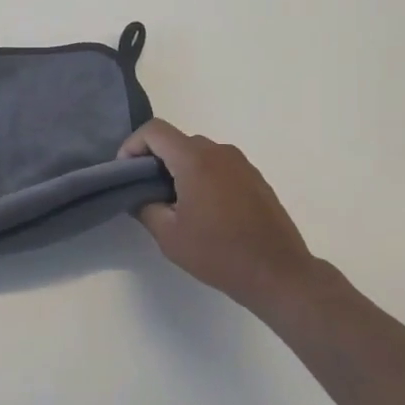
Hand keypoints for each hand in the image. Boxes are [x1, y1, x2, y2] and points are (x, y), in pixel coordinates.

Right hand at [119, 120, 339, 314]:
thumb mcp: (169, 236)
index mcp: (195, 160)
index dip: (132, 145)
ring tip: (174, 203)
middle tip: (145, 191)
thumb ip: (145, 207)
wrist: (278, 273)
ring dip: (179, 168)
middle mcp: (219, 152)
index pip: (154, 131)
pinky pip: (218, 165)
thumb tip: (138, 194)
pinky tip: (204, 209)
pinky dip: (202, 176)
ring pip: (198, 152)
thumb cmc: (219, 253)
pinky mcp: (255, 177)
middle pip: (176, 140)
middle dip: (155, 159)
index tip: (125, 172)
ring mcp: (241, 163)